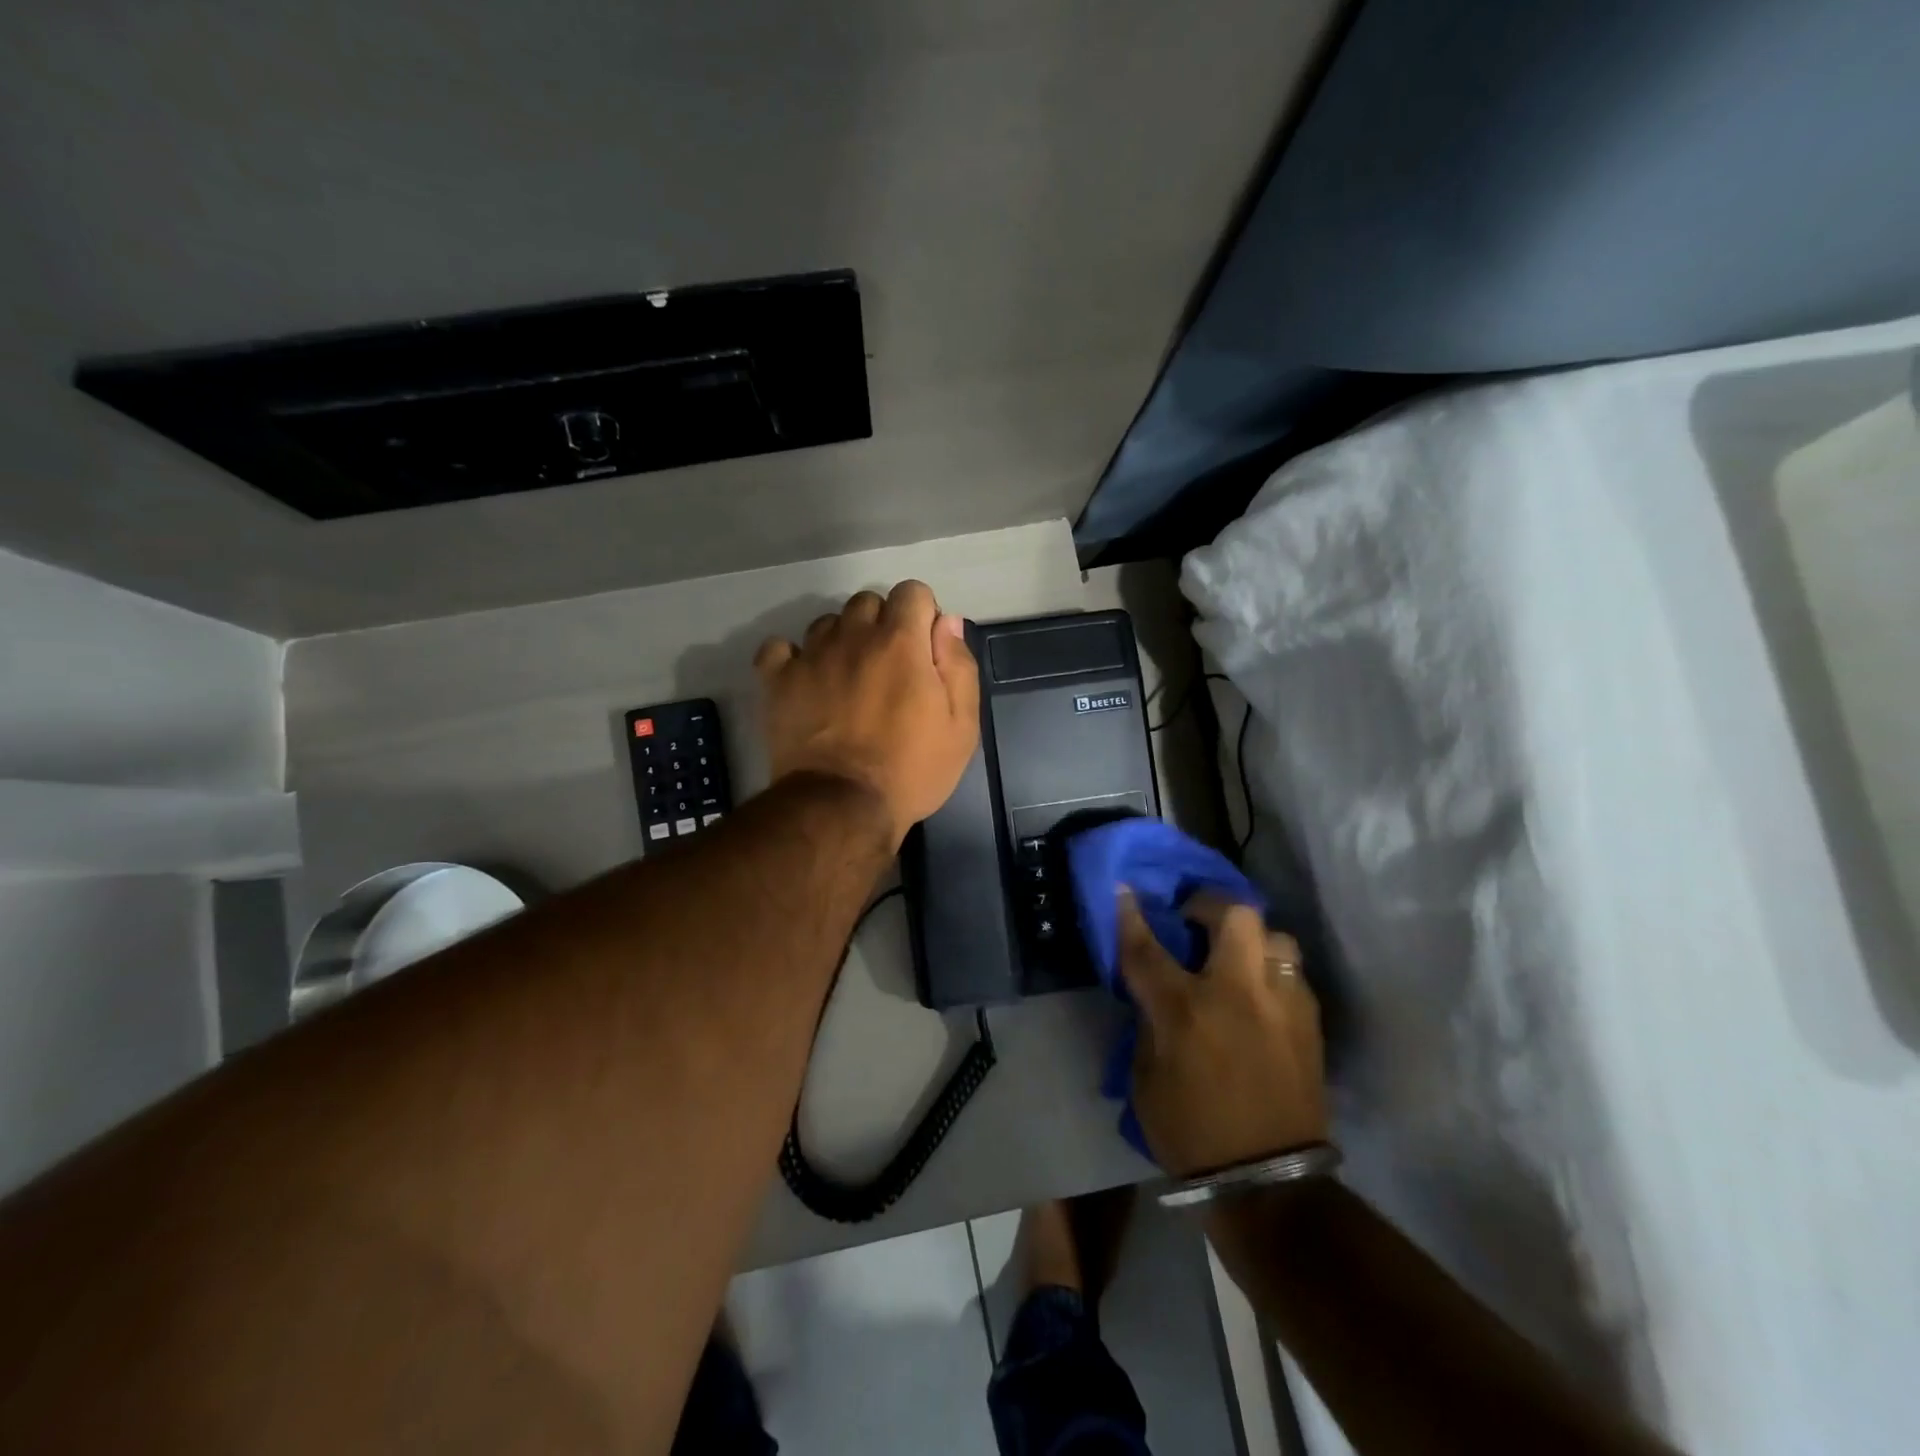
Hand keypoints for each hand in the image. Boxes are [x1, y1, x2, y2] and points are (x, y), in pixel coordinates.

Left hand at [754, 581, 980, 848]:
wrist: (841, 806)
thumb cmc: (912, 770)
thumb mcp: (961, 727)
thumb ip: (959, 666)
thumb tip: (946, 623)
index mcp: (901, 641)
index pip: (912, 592)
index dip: (922, 616)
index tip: (924, 652)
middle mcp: (853, 635)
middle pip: (868, 602)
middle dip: (882, 625)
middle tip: (888, 670)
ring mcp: (811, 655)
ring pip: (827, 623)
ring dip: (842, 641)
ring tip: (847, 680)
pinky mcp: (778, 680)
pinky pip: (779, 648)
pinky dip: (792, 658)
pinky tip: (805, 680)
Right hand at [1117, 891, 1327, 1176]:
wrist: (1269, 1183)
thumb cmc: (1191, 1133)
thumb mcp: (1145, 1079)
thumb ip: (1148, 1024)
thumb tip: (1154, 994)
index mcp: (1186, 1010)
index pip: (1148, 947)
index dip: (1131, 915)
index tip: (1124, 889)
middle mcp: (1238, 993)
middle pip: (1233, 915)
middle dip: (1209, 904)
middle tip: (1195, 918)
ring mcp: (1282, 1004)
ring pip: (1275, 936)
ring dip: (1251, 937)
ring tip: (1235, 956)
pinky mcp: (1310, 1023)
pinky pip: (1292, 973)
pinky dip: (1271, 970)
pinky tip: (1260, 992)